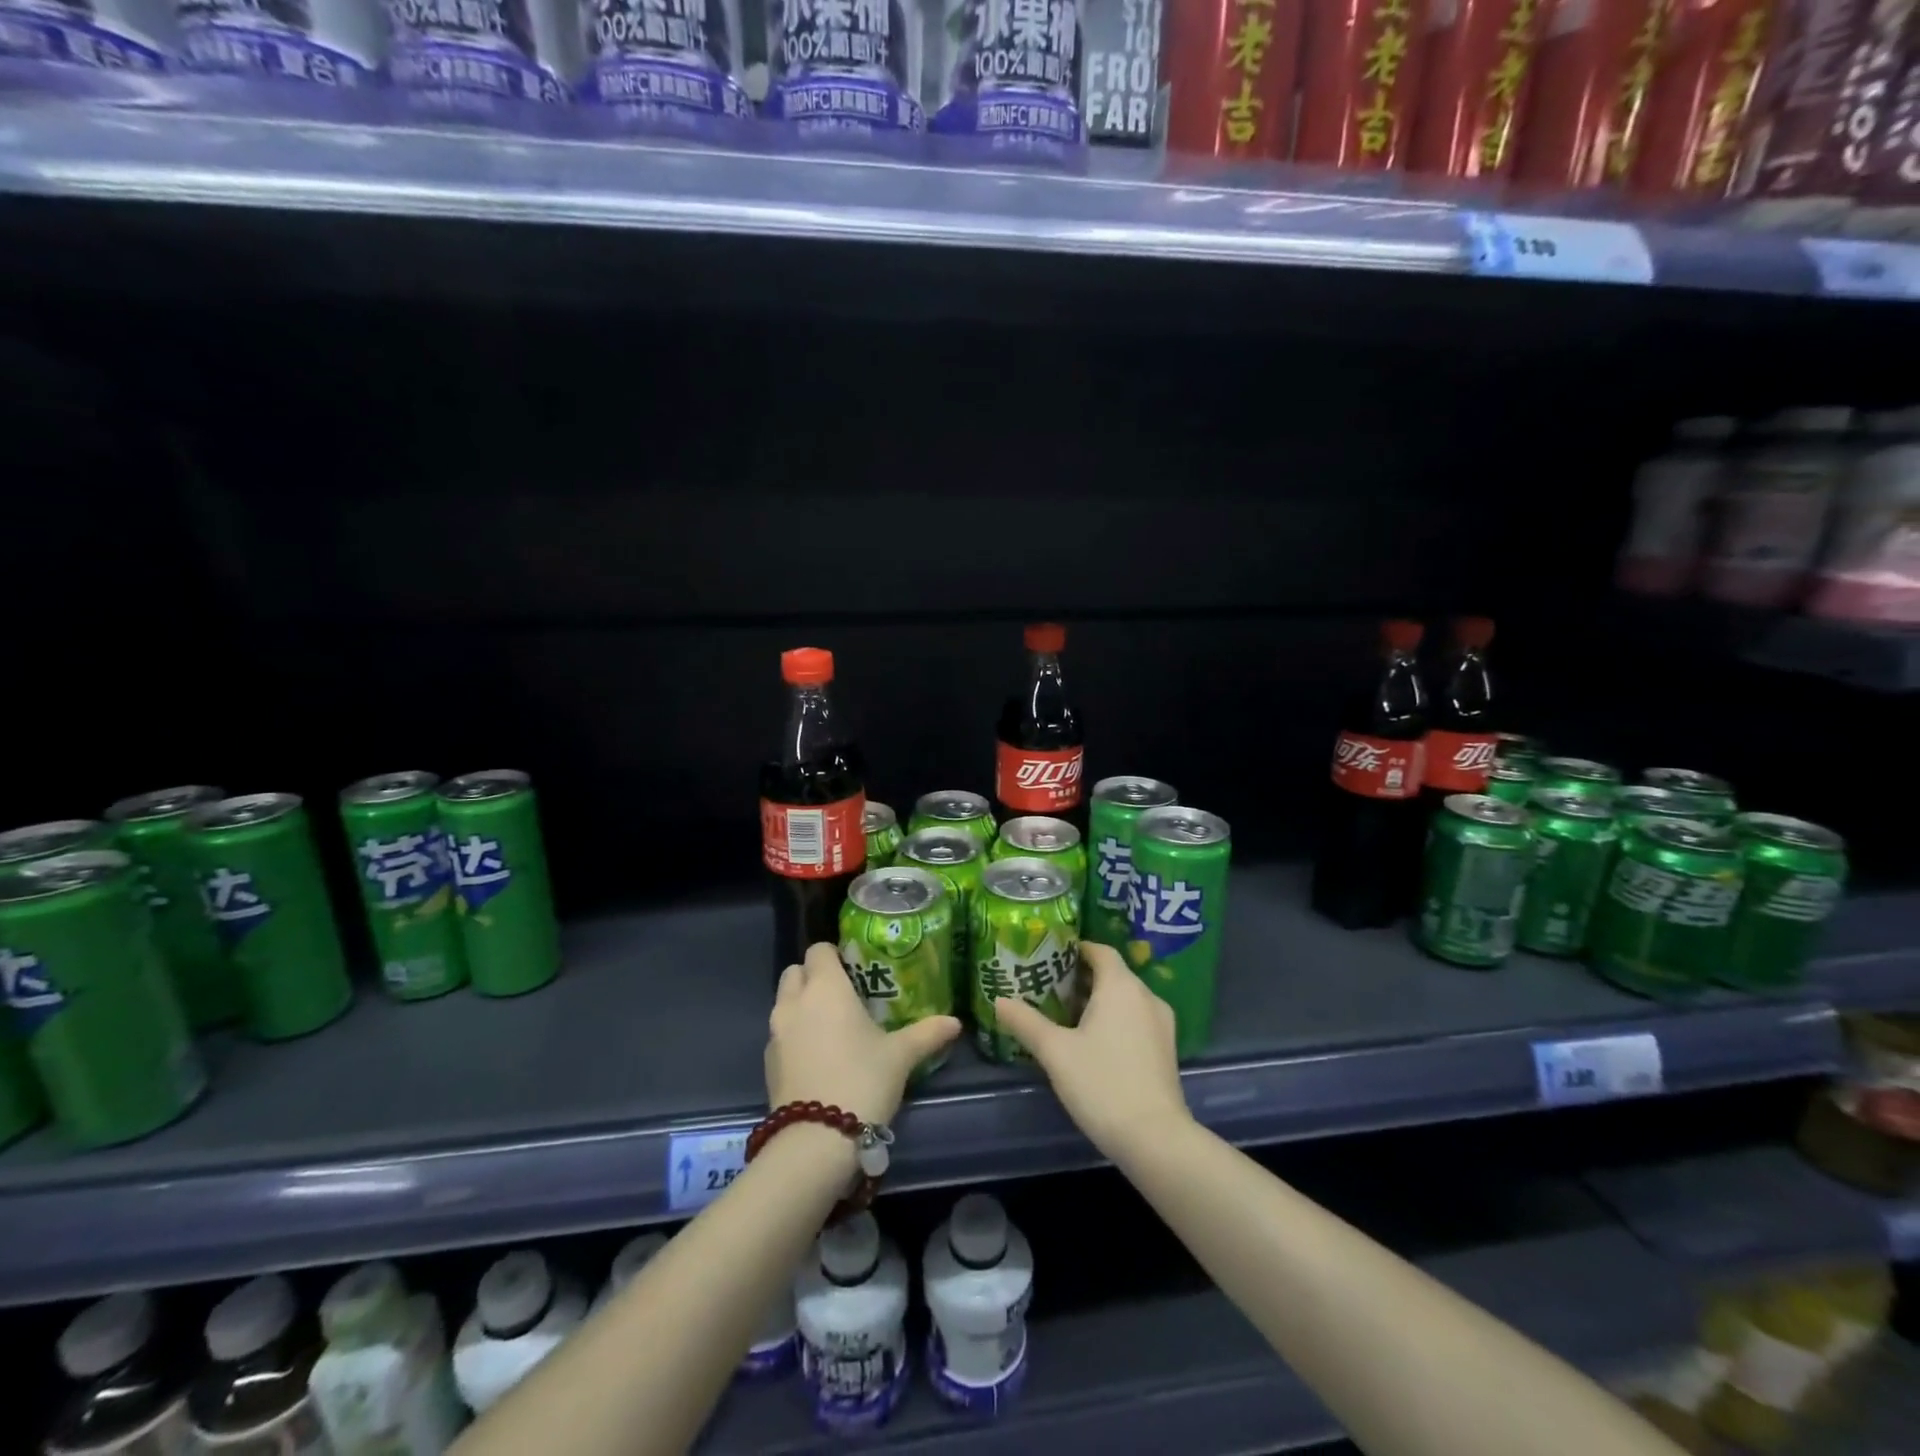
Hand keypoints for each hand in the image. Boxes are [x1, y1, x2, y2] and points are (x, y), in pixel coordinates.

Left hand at [767, 943, 960, 1126]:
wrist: (816, 1140)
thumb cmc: (862, 1080)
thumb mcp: (901, 1056)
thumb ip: (927, 1033)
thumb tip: (955, 1022)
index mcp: (825, 987)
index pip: (819, 949)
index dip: (835, 955)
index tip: (854, 969)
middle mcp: (795, 1001)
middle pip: (796, 972)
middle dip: (814, 977)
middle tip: (843, 996)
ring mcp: (776, 1032)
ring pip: (785, 1002)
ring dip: (802, 1006)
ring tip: (832, 1028)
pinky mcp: (768, 1061)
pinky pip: (780, 1034)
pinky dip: (795, 1035)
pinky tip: (818, 1057)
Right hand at [994, 942, 1192, 1163]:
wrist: (1155, 1139)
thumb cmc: (1102, 1084)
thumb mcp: (1055, 1052)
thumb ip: (1026, 1022)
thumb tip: (999, 1000)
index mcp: (1121, 986)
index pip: (1100, 950)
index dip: (1075, 949)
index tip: (1048, 956)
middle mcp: (1146, 996)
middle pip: (1112, 974)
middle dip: (1081, 977)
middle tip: (1047, 988)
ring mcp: (1161, 1024)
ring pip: (1125, 998)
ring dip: (1098, 1001)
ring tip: (1064, 1015)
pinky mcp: (1166, 1049)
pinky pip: (1136, 1019)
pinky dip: (1114, 1019)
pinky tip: (1092, 1042)